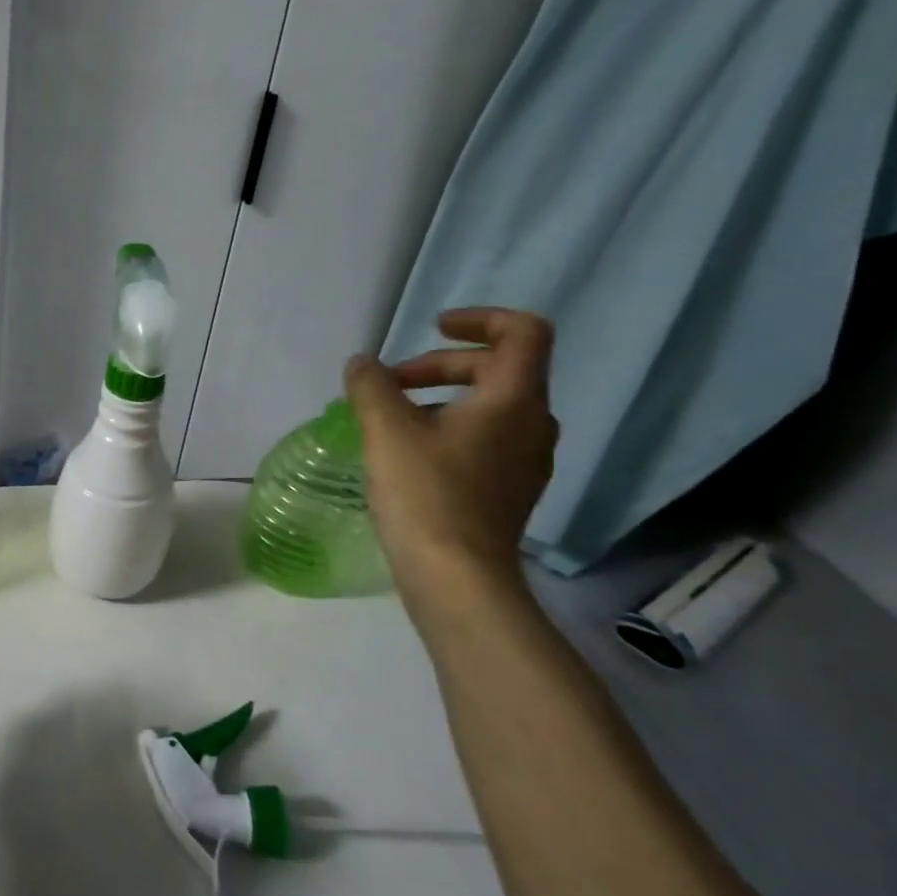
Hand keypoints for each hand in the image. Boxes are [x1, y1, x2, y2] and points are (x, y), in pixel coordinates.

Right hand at [343, 307, 559, 590]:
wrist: (456, 576)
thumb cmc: (425, 494)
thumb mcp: (386, 431)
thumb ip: (372, 386)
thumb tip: (362, 364)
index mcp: (514, 400)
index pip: (523, 332)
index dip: (479, 319)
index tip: (431, 329)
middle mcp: (533, 424)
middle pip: (497, 369)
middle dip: (439, 366)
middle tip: (388, 385)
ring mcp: (526, 461)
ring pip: (489, 407)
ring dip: (441, 399)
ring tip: (391, 421)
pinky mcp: (510, 490)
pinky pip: (486, 439)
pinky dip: (449, 429)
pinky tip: (409, 455)